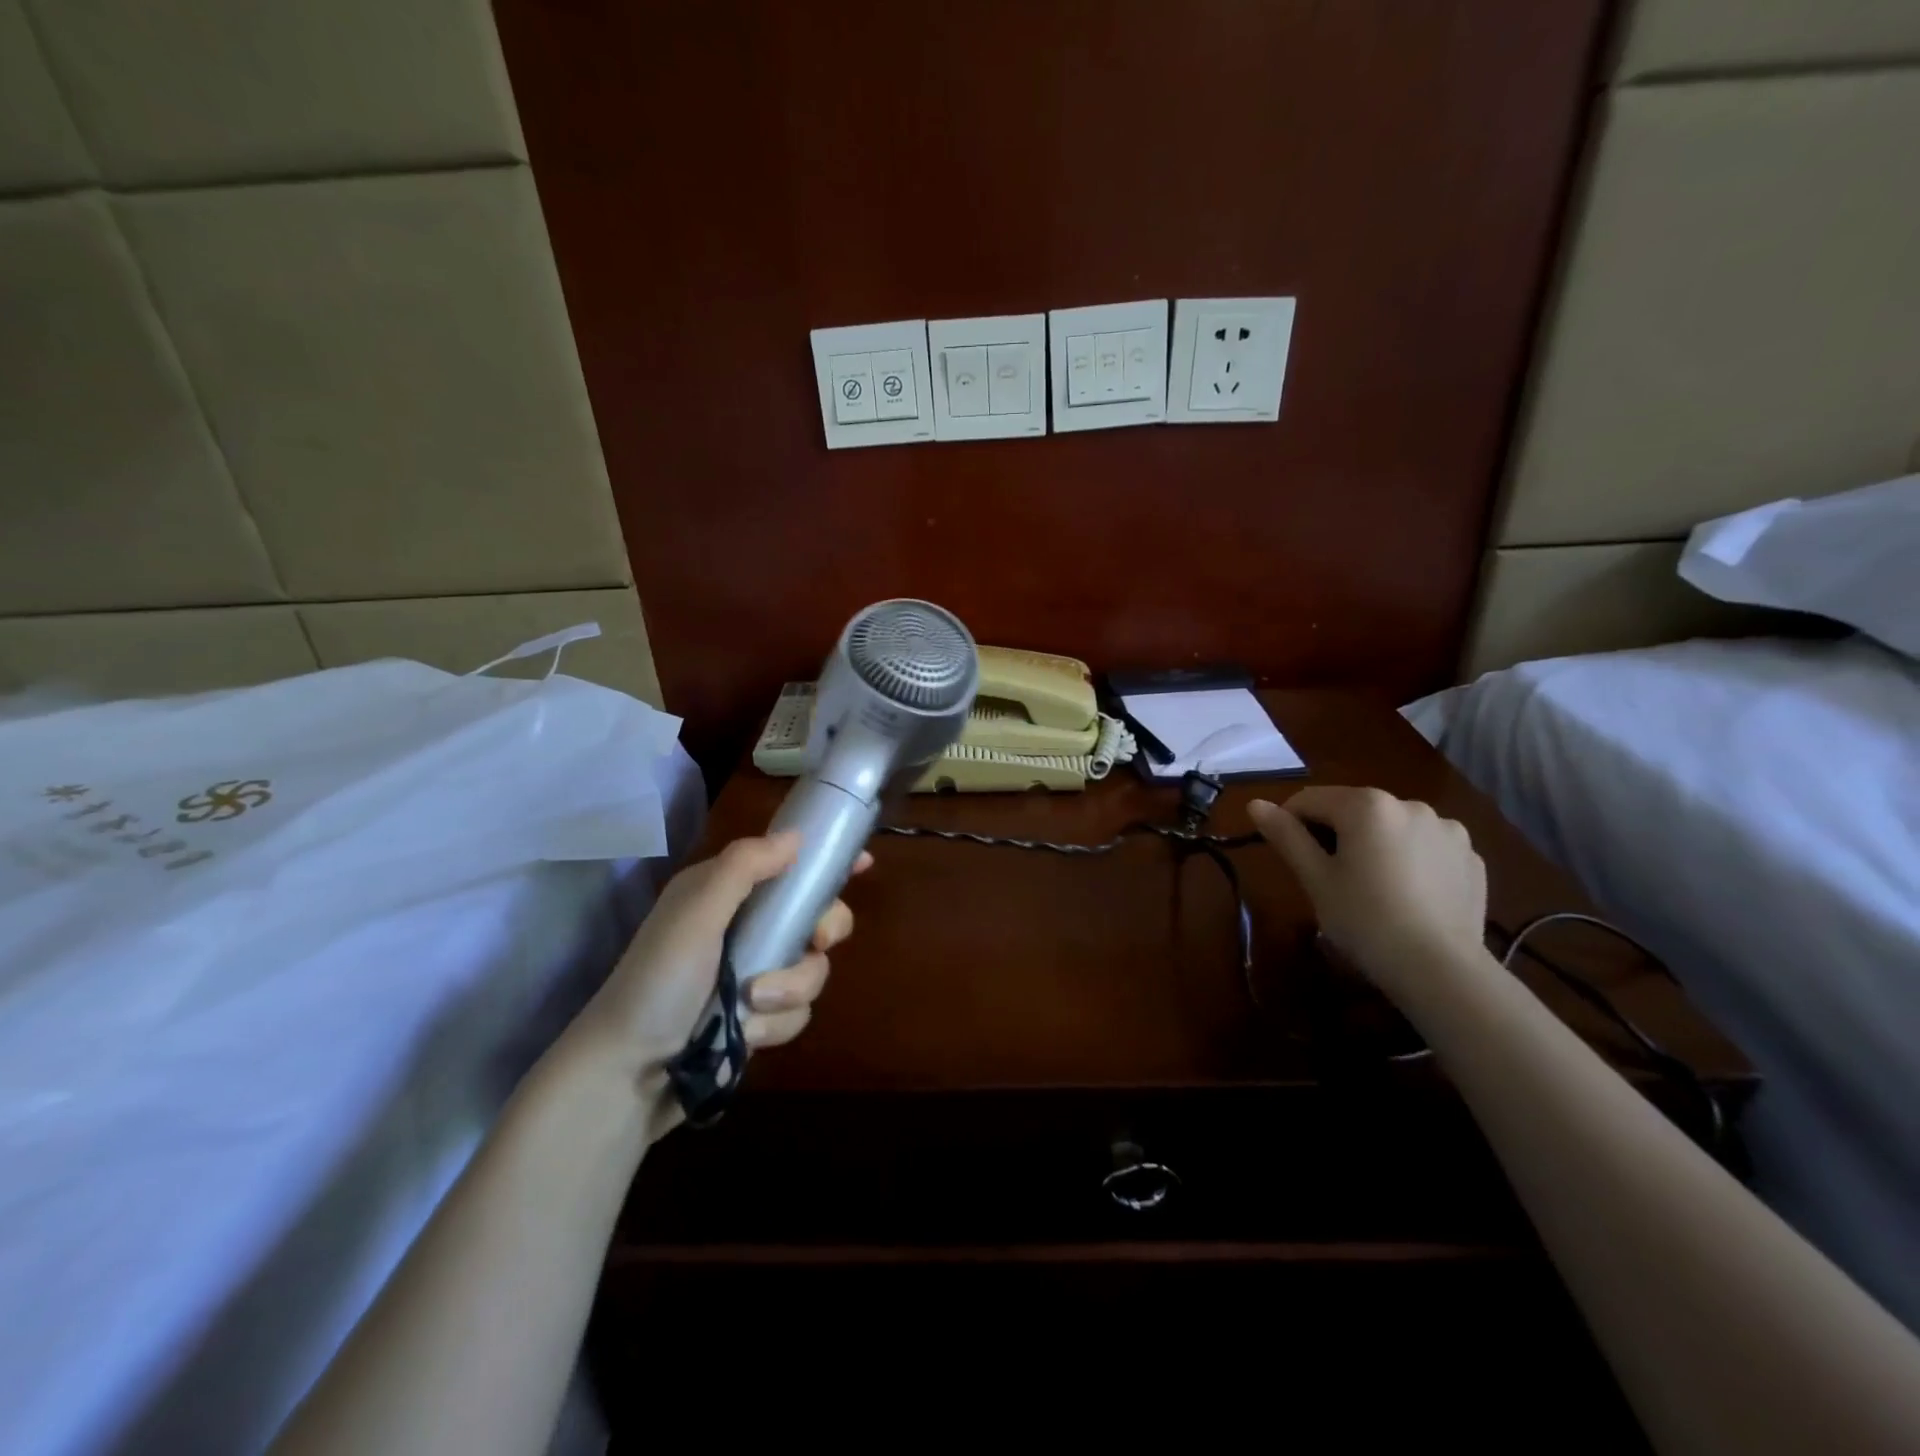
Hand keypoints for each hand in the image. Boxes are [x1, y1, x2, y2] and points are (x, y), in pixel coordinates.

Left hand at [569, 832, 866, 1135]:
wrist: (627, 1075)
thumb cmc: (658, 982)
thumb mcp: (696, 913)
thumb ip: (744, 868)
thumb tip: (796, 835)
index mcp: (726, 893)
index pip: (785, 863)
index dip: (824, 862)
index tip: (863, 864)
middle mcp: (745, 928)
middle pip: (816, 916)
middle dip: (823, 931)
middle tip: (816, 943)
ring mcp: (755, 975)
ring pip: (813, 969)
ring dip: (791, 989)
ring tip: (753, 1006)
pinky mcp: (760, 1018)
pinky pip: (798, 1012)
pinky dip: (775, 1024)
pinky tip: (745, 1035)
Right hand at [1248, 786, 1487, 1004]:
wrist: (1441, 969)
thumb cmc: (1365, 919)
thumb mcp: (1315, 878)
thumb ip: (1286, 835)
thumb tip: (1255, 804)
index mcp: (1366, 805)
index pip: (1310, 800)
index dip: (1290, 823)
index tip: (1289, 856)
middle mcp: (1409, 804)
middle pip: (1354, 810)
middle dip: (1336, 834)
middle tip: (1330, 878)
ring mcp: (1447, 829)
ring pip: (1392, 827)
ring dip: (1376, 844)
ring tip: (1374, 887)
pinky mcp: (1471, 857)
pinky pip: (1426, 847)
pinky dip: (1411, 860)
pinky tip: (1409, 895)